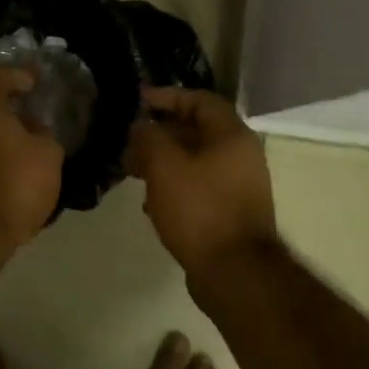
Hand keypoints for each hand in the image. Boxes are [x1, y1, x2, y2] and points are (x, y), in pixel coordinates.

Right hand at [125, 86, 279, 288]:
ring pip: (195, 161)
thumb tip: (140, 126)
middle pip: (196, 130)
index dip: (166, 96)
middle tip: (128, 142)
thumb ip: (148, 137)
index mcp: (231, 135)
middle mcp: (240, 155)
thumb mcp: (164, 165)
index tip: (137, 101)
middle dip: (159, 133)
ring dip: (163, 161)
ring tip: (133, 171)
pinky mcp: (230, 212)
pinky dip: (174, 186)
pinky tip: (151, 203)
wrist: (234, 272)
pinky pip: (198, 187)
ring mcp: (238, 185)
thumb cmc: (199, 209)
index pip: (199, 99)